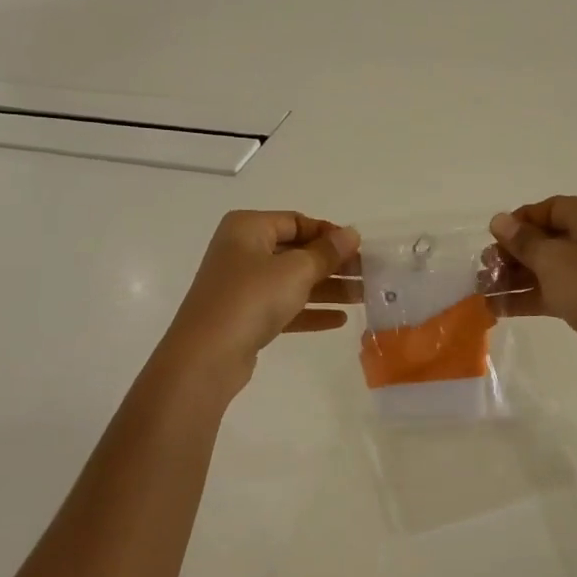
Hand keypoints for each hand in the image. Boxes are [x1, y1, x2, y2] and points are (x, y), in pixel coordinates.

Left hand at [155, 210, 360, 394]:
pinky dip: (309, 311)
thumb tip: (351, 234)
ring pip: (292, 281)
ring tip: (363, 298)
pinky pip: (284, 307)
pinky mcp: (245, 317)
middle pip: (296, 252)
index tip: (360, 249)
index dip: (329, 234)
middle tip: (369, 275)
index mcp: (248, 228)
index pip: (297, 221)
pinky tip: (339, 320)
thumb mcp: (295, 270)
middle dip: (333, 264)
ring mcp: (242, 286)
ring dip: (327, 289)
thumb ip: (327, 253)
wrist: (207, 355)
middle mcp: (242, 251)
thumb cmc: (251, 299)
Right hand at [490, 196, 576, 392]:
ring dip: (514, 278)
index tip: (489, 241)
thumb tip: (499, 220)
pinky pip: (553, 292)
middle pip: (545, 239)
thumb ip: (523, 240)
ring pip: (546, 268)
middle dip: (511, 254)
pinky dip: (527, 297)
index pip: (548, 209)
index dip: (517, 223)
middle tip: (483, 271)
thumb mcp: (553, 260)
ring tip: (481, 291)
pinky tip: (497, 308)